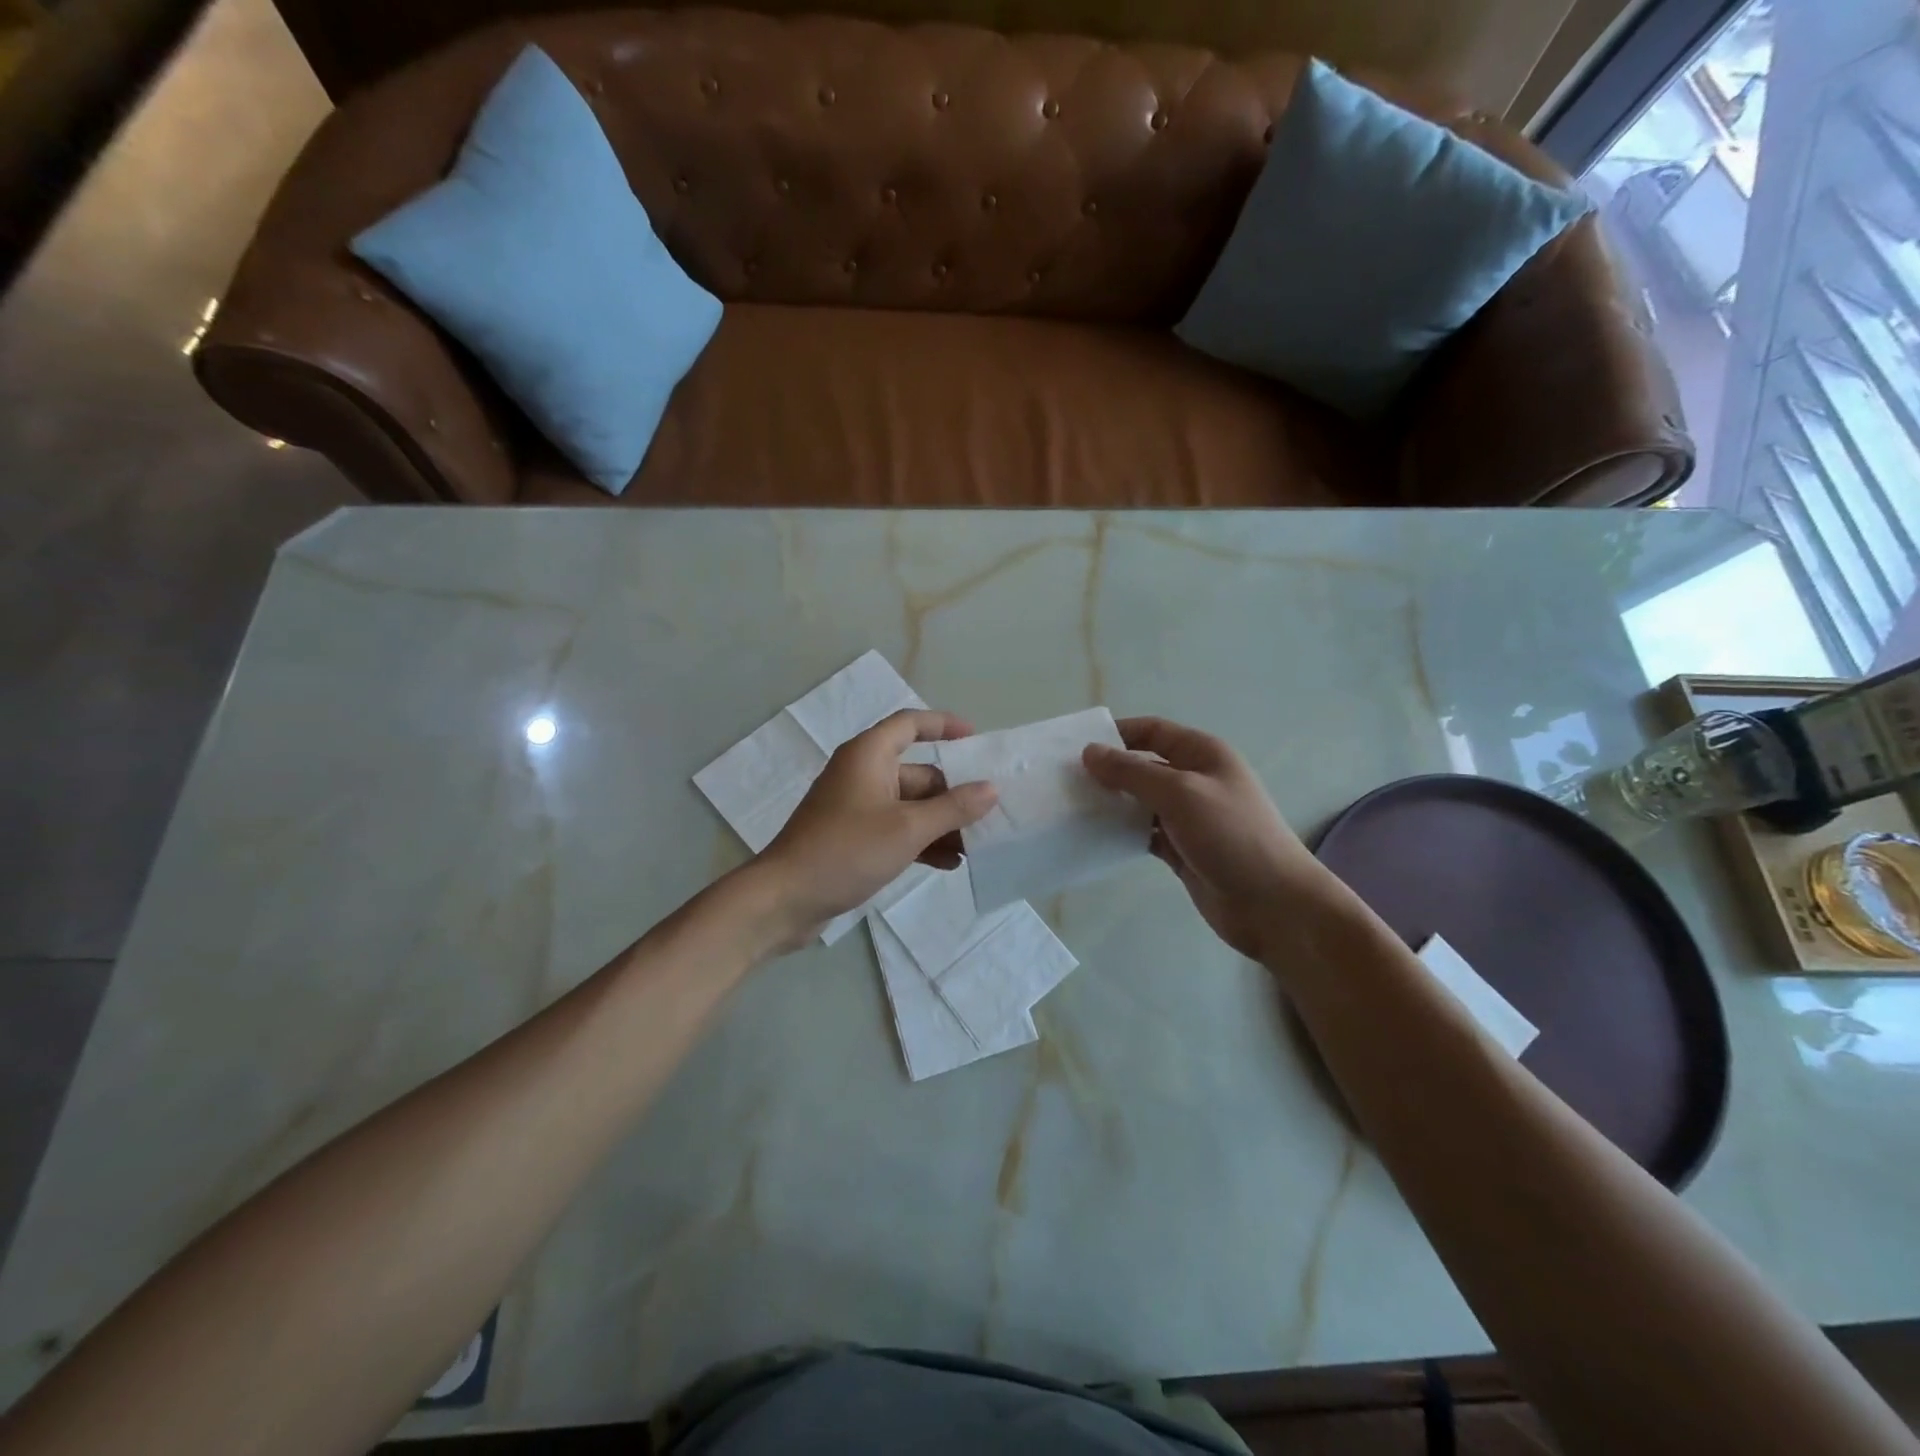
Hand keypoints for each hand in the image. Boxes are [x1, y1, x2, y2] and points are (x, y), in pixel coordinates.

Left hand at [754, 709, 997, 946]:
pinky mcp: (854, 837)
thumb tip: (991, 788)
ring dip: (941, 824)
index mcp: (869, 755)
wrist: (785, 899)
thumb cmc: (846, 850)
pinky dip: (921, 842)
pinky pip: (897, 829)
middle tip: (990, 813)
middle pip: (918, 772)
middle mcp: (863, 774)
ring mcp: (857, 807)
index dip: (944, 725)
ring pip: (910, 806)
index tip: (976, 739)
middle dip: (953, 794)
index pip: (910, 724)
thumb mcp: (907, 829)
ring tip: (977, 846)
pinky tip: (950, 864)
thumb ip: (953, 808)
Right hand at [1083, 717, 1332, 961]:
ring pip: (1140, 801)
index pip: (1153, 731)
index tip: (1077, 746)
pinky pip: (1143, 833)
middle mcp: (1195, 780)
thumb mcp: (1180, 794)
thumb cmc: (1231, 836)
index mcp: (1202, 755)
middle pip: (1143, 765)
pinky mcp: (1181, 849)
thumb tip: (1090, 752)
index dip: (1117, 733)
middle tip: (1066, 780)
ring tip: (1072, 808)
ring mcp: (1188, 817)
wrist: (1273, 905)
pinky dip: (1122, 833)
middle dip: (1108, 770)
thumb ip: (1132, 772)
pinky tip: (1094, 837)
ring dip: (1112, 803)